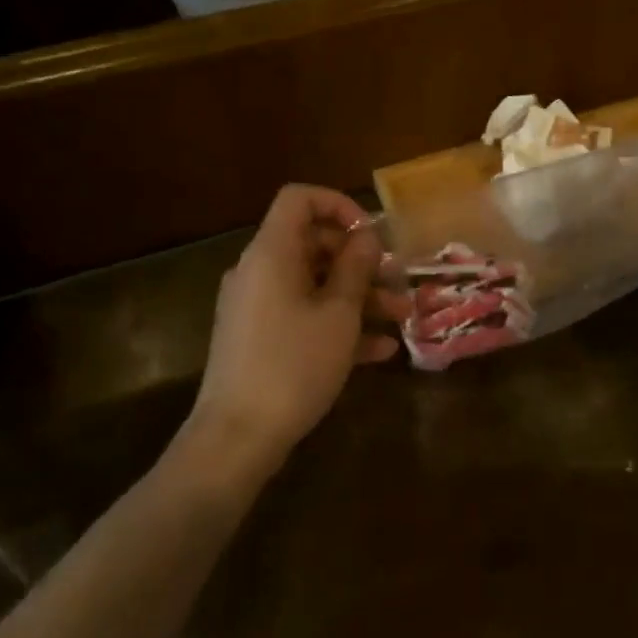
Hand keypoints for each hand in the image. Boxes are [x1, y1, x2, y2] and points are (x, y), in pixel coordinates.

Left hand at [190, 185, 405, 466]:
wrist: (236, 439)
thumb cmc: (293, 364)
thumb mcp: (338, 313)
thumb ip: (356, 267)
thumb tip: (365, 237)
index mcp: (272, 253)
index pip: (299, 198)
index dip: (338, 204)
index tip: (371, 233)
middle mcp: (259, 271)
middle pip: (313, 243)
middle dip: (360, 259)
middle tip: (397, 278)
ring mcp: (257, 306)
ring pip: (314, 283)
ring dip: (358, 295)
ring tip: (401, 316)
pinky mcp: (260, 338)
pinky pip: (303, 315)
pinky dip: (338, 324)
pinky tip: (380, 350)